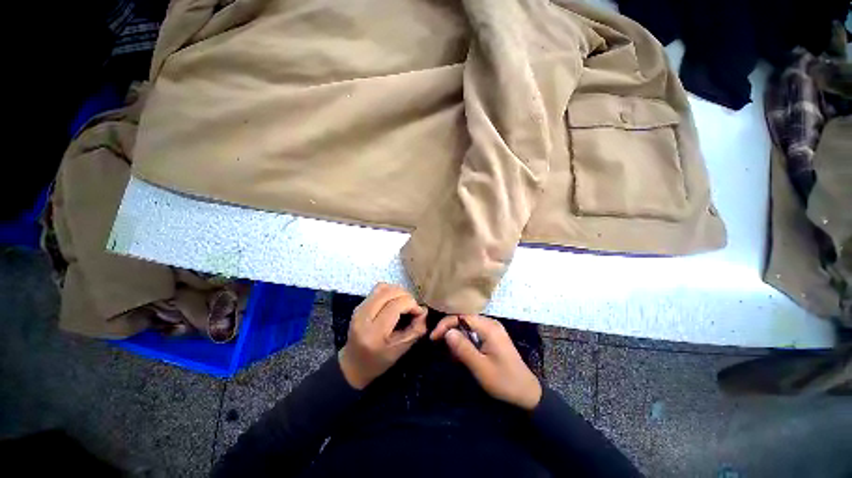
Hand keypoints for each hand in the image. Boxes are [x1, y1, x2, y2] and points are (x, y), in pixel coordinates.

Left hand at [338, 283, 427, 388]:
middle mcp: (363, 317)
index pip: (396, 306)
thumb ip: (415, 331)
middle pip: (389, 293)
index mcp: (373, 333)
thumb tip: (424, 311)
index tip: (419, 312)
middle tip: (413, 307)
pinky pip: (378, 290)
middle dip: (407, 296)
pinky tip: (395, 301)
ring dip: (398, 291)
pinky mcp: (359, 305)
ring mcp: (359, 309)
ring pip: (383, 288)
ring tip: (405, 302)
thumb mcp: (400, 351)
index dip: (412, 304)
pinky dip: (390, 291)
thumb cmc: (378, 362)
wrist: (353, 364)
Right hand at [431, 315, 541, 409]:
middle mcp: (491, 323)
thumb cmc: (504, 381)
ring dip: (457, 338)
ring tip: (452, 355)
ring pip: (467, 326)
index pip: (461, 316)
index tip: (434, 338)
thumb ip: (463, 348)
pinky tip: (462, 355)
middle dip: (450, 331)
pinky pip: (474, 333)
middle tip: (440, 346)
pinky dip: (465, 342)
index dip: (445, 324)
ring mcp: (493, 329)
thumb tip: (447, 332)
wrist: (527, 393)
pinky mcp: (493, 337)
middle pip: (464, 319)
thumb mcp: (481, 367)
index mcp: (489, 328)